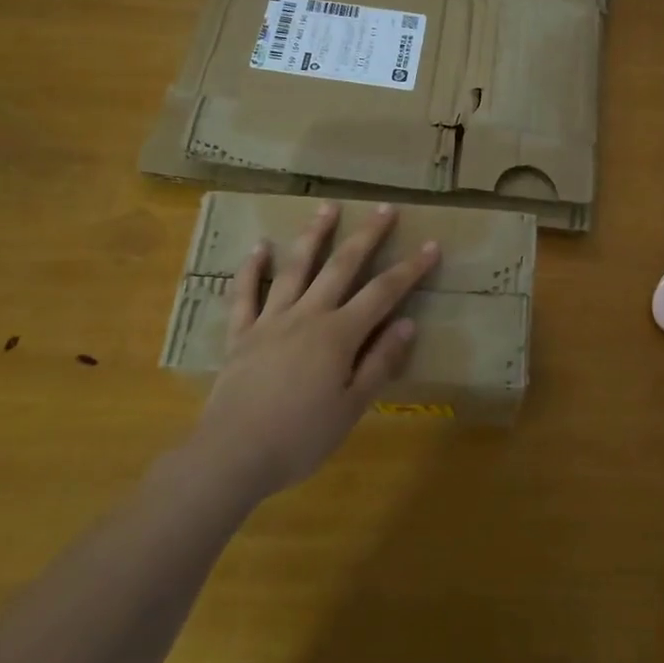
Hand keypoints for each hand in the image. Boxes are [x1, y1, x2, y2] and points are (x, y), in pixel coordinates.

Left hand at [191, 203, 439, 500]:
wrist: (233, 455)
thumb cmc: (301, 437)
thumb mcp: (352, 406)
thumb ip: (380, 362)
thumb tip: (408, 323)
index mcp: (339, 335)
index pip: (383, 293)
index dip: (410, 268)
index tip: (431, 245)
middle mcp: (307, 315)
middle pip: (342, 266)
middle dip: (367, 235)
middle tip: (385, 208)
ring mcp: (270, 321)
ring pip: (295, 268)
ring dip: (313, 236)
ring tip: (327, 207)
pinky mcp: (240, 334)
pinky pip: (245, 294)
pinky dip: (252, 269)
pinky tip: (260, 246)